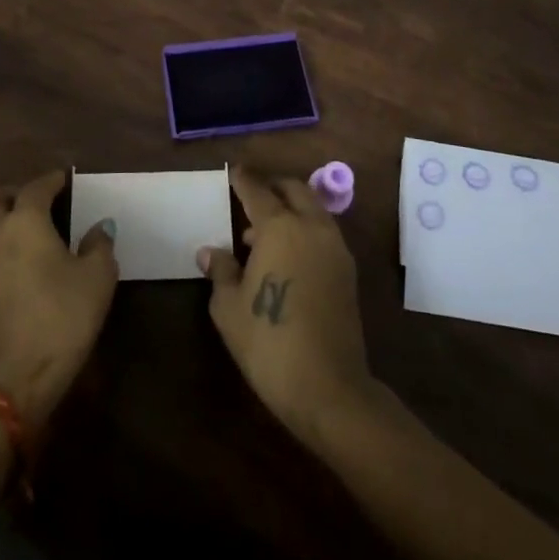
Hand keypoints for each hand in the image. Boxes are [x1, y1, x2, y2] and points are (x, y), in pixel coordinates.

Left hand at [0, 170, 118, 426]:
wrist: (17, 379)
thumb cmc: (62, 317)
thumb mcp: (97, 278)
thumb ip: (99, 245)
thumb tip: (99, 228)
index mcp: (24, 222)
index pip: (35, 188)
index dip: (52, 181)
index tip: (65, 179)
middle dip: (14, 194)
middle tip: (40, 202)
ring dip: (2, 220)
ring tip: (31, 232)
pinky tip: (21, 262)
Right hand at [199, 166, 375, 443]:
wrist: (329, 388)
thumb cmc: (269, 342)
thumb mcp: (229, 308)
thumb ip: (221, 271)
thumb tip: (210, 251)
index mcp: (280, 227)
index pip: (257, 190)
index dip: (243, 179)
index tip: (233, 171)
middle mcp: (311, 227)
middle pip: (293, 190)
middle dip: (272, 186)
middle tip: (250, 195)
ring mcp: (335, 248)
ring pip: (313, 210)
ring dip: (290, 208)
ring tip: (262, 232)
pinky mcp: (348, 272)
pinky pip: (323, 233)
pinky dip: (304, 229)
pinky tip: (286, 255)